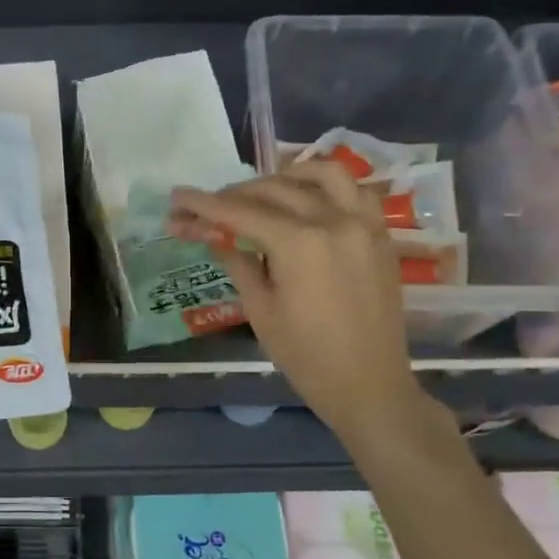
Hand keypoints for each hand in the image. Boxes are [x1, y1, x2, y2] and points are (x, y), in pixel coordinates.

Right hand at [168, 160, 428, 444]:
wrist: (369, 385)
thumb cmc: (306, 356)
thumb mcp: (260, 310)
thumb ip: (237, 262)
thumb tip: (213, 235)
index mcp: (298, 243)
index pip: (240, 212)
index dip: (203, 204)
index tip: (177, 197)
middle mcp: (333, 220)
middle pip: (273, 190)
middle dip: (233, 195)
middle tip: (206, 208)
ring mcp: (363, 224)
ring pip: (322, 174)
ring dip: (285, 175)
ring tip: (261, 191)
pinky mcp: (380, 235)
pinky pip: (356, 191)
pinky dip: (328, 185)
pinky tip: (307, 198)